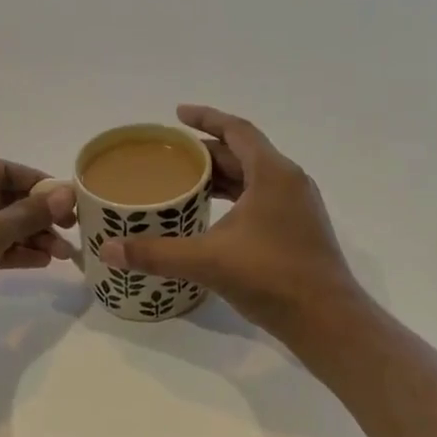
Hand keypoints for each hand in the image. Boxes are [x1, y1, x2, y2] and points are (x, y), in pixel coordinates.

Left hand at [0, 159, 77, 342]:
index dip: (35, 181)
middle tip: (71, 227)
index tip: (67, 197)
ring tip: (62, 253)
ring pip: (1, 225)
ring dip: (31, 236)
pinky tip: (43, 261)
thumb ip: (29, 213)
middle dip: (37, 215)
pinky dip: (16, 251)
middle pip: (3, 198)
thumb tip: (68, 194)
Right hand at [100, 105, 373, 348]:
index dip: (206, 118)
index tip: (177, 114)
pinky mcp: (298, 229)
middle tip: (169, 156)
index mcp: (273, 174)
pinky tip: (211, 214)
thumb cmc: (272, 278)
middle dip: (206, 151)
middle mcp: (289, 182)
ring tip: (184, 181)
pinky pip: (260, 197)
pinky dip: (234, 196)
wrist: (328, 321)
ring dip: (221, 175)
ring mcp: (297, 206)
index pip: (237, 130)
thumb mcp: (208, 261)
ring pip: (253, 177)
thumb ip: (156, 254)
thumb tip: (108, 250)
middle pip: (243, 153)